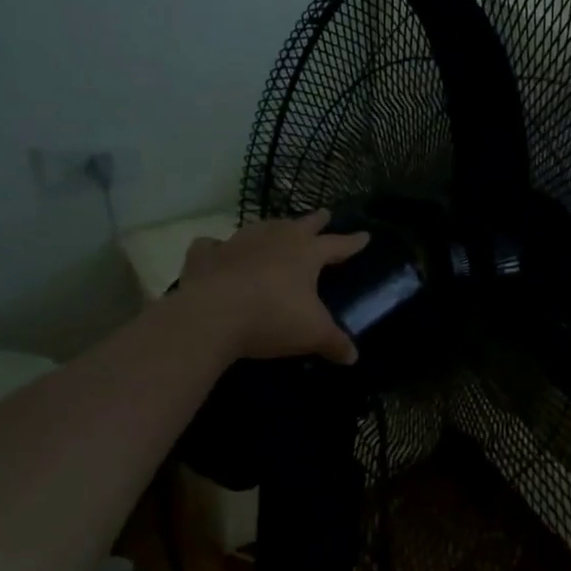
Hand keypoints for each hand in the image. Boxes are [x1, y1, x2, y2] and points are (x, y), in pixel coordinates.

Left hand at [175, 211, 369, 364]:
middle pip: (301, 224)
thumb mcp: (313, 334)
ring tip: (277, 227)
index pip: (338, 244)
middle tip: (324, 213)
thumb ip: (335, 343)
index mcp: (307, 253)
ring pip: (261, 227)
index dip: (353, 242)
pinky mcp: (205, 256)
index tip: (365, 236)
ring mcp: (238, 243)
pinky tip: (218, 250)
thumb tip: (353, 358)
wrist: (210, 317)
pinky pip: (212, 245)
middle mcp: (275, 240)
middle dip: (315, 220)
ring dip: (272, 227)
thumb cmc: (272, 318)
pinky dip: (218, 247)